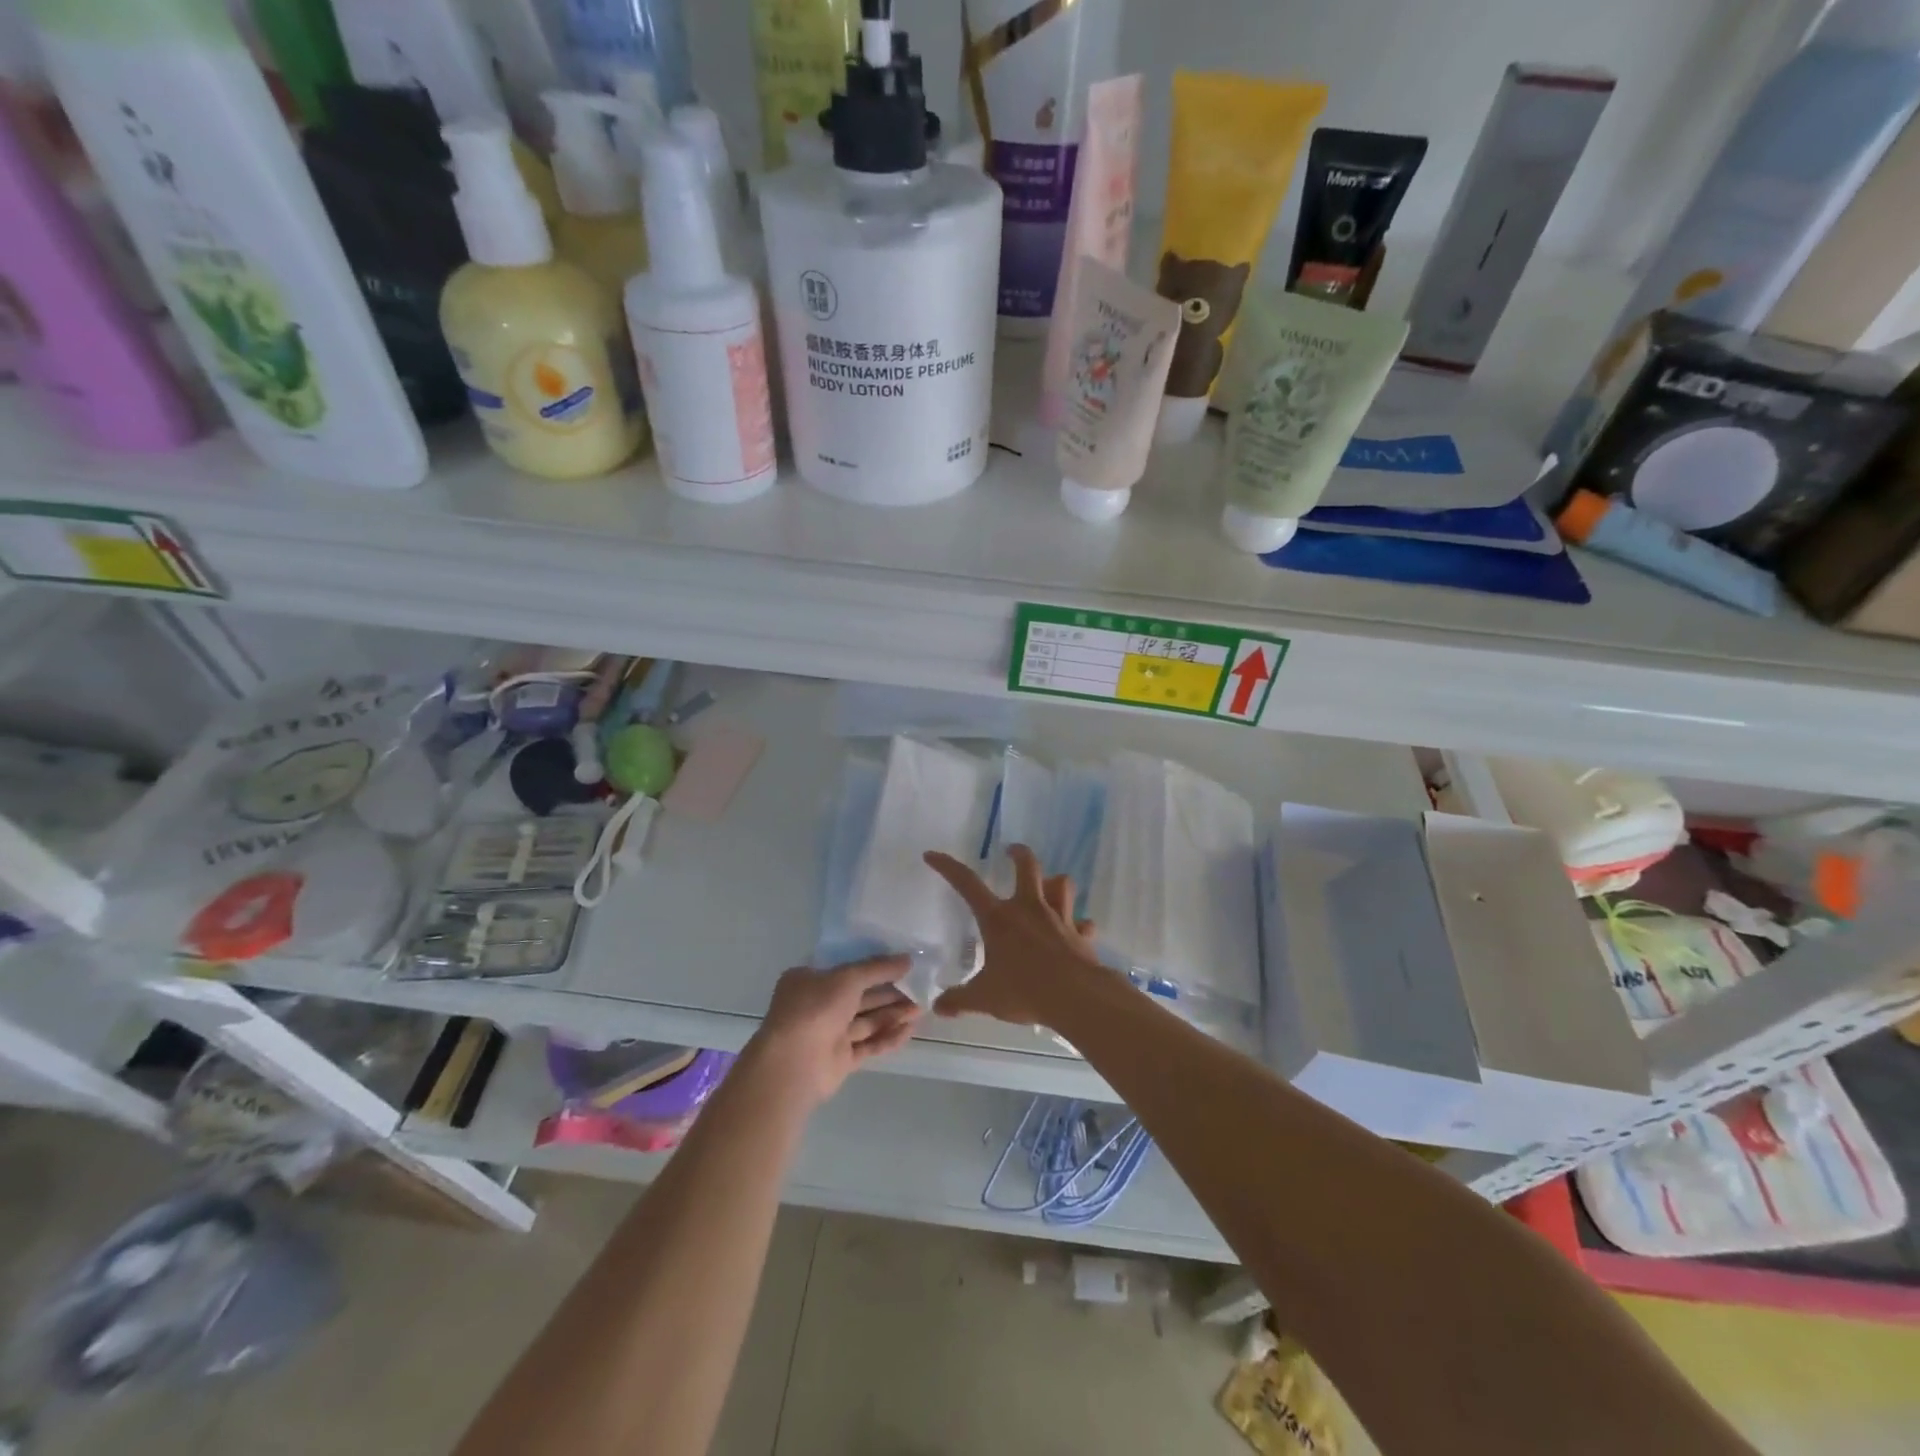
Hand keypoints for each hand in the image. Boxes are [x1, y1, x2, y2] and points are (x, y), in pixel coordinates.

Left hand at [745, 956, 922, 1107]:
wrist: (793, 1064)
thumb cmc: (815, 1008)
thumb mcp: (848, 977)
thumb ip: (878, 968)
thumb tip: (908, 959)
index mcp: (809, 980)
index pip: (846, 969)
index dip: (874, 966)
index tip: (901, 964)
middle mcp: (817, 1005)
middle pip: (860, 996)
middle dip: (889, 993)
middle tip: (920, 988)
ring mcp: (828, 1034)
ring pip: (866, 1021)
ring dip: (893, 1014)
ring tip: (921, 1009)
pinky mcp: (839, 1060)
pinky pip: (867, 1045)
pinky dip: (887, 1037)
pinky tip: (910, 1030)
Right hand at [923, 844, 1100, 1028]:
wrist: (1075, 997)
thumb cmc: (1024, 991)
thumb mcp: (984, 998)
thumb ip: (960, 999)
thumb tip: (938, 1007)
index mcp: (999, 919)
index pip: (967, 884)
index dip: (948, 867)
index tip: (933, 855)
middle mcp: (1029, 909)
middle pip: (1027, 866)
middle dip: (1019, 854)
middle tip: (1011, 851)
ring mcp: (1059, 918)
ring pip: (1062, 884)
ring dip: (1055, 882)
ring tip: (1049, 885)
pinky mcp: (1080, 934)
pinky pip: (1082, 922)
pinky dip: (1080, 924)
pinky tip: (1077, 930)